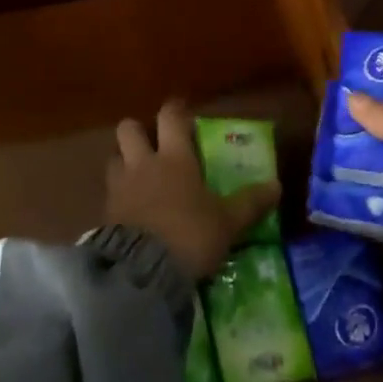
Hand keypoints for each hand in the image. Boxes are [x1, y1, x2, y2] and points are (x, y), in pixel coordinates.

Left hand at [105, 100, 279, 281]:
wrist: (143, 271)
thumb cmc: (190, 235)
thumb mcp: (227, 222)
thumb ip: (250, 203)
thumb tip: (276, 186)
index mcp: (174, 157)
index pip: (170, 117)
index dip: (175, 110)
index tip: (182, 113)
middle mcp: (143, 163)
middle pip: (129, 128)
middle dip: (138, 132)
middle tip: (153, 146)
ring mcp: (120, 186)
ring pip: (114, 158)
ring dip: (123, 162)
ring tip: (139, 178)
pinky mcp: (106, 212)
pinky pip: (109, 193)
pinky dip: (118, 196)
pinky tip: (131, 211)